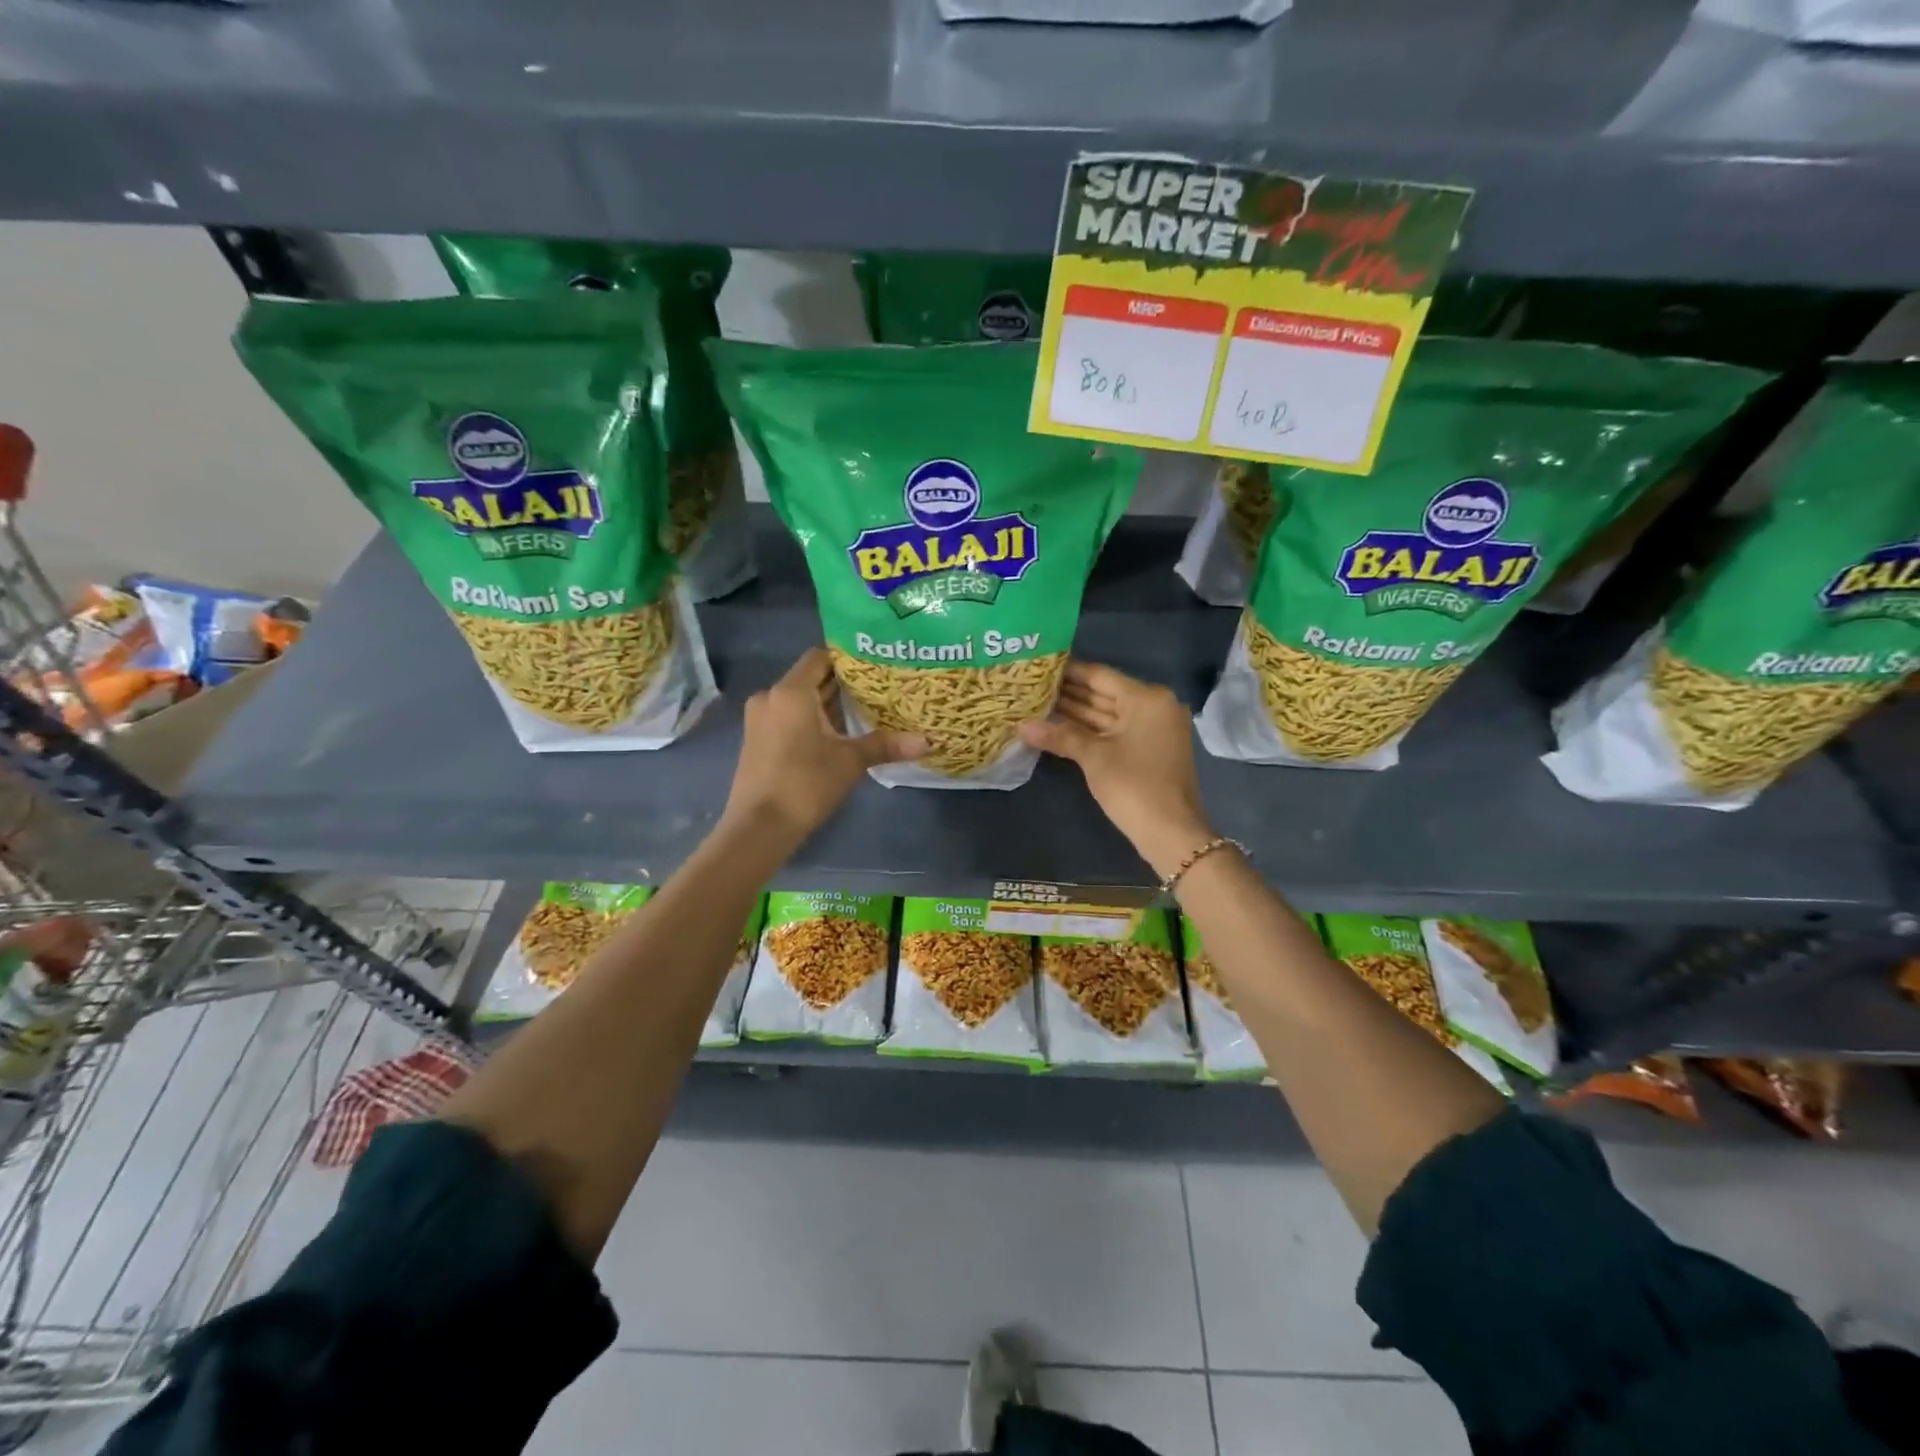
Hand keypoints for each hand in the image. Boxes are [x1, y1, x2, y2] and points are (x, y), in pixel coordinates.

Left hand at [722, 648, 925, 849]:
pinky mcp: (758, 740)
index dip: (848, 659)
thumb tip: (928, 741)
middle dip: (843, 684)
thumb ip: (886, 745)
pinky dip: (812, 720)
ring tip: (865, 711)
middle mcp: (771, 697)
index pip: (820, 657)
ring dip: (828, 705)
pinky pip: (789, 717)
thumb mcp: (850, 762)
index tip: (876, 666)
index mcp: (791, 691)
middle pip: (811, 679)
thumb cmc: (805, 784)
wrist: (759, 828)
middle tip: (880, 689)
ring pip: (800, 700)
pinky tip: (838, 735)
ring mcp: (760, 719)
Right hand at [1019, 660, 1215, 880]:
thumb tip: (1021, 726)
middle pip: (1104, 693)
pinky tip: (1058, 728)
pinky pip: (1114, 730)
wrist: (1171, 833)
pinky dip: (1090, 730)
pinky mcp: (1148, 749)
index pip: (1099, 675)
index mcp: (1146, 698)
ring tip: (1037, 705)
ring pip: (1107, 714)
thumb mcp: (1093, 757)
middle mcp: (1153, 706)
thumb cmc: (1134, 786)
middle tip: (1030, 686)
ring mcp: (1153, 729)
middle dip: (1068, 693)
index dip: (1068, 671)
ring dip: (1075, 713)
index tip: (1037, 667)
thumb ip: (1059, 736)